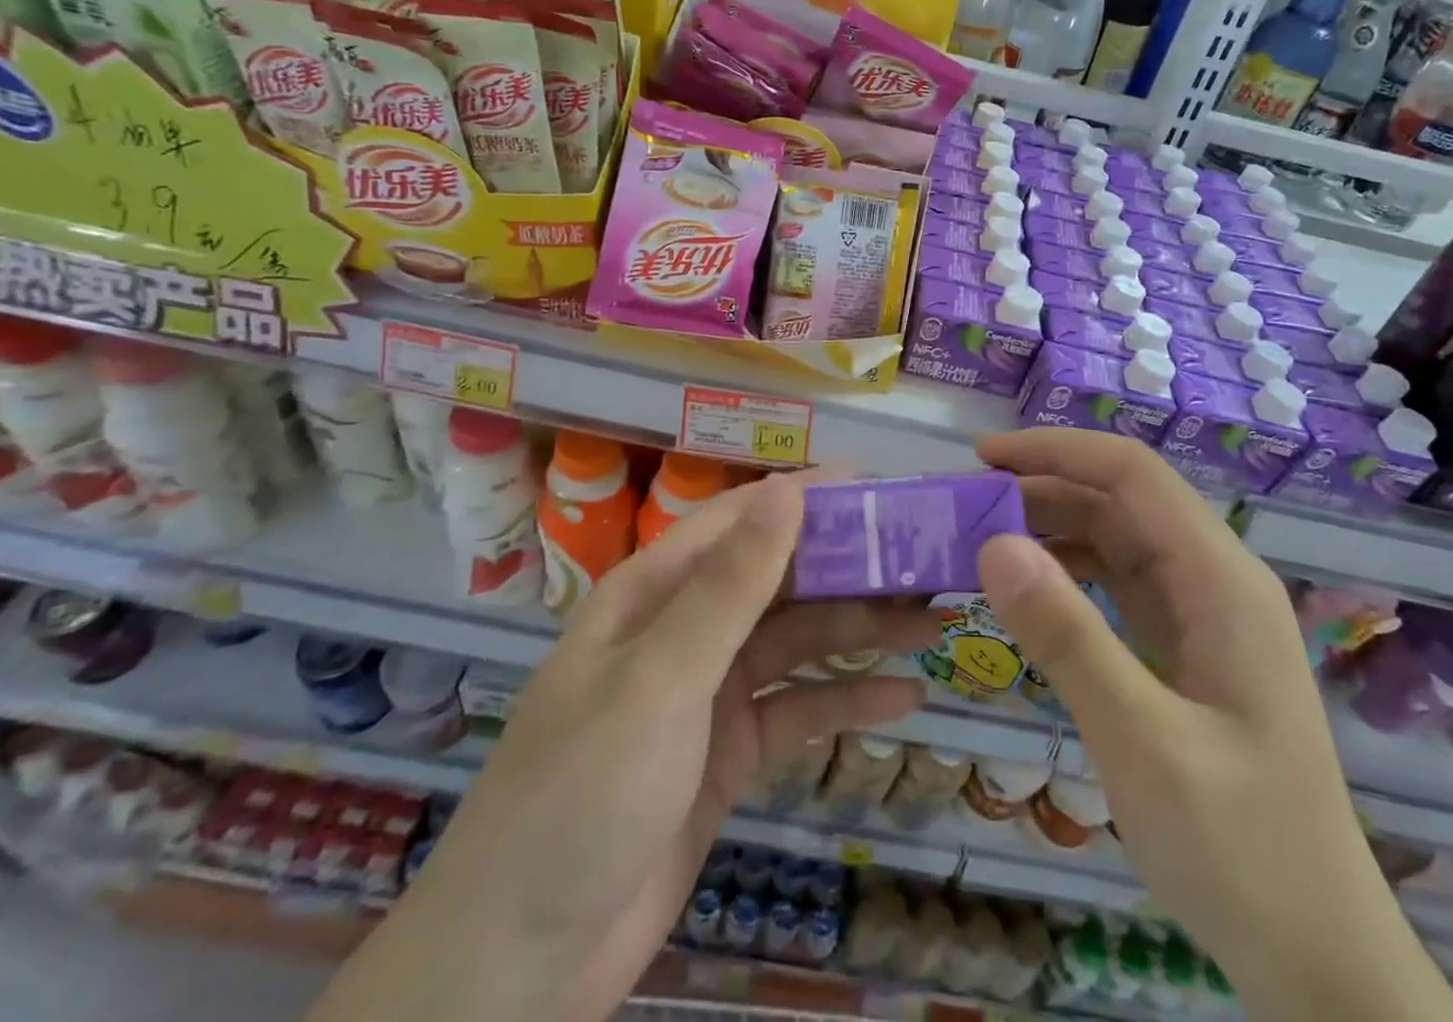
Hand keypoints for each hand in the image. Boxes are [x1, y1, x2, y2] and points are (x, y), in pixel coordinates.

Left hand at [309, 472, 936, 1021]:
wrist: (520, 964)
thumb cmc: (583, 792)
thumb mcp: (661, 678)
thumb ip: (731, 585)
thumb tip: (789, 488)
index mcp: (656, 591)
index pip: (741, 520)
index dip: (807, 497)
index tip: (879, 489)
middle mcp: (686, 628)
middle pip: (779, 580)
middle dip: (849, 569)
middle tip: (926, 562)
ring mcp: (710, 692)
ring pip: (797, 642)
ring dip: (860, 630)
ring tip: (933, 623)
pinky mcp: (729, 752)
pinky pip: (798, 710)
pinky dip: (846, 700)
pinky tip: (903, 699)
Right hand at [974, 429, 1452, 1021]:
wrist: (1318, 958)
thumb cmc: (1241, 849)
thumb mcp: (1142, 742)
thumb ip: (1067, 637)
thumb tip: (993, 543)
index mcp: (1220, 580)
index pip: (1132, 474)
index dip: (1056, 451)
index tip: (982, 458)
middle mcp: (1214, 580)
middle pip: (1120, 500)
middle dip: (1042, 488)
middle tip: (964, 506)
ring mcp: (1200, 615)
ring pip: (1115, 539)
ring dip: (1049, 528)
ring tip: (979, 541)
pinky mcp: (1184, 648)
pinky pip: (1116, 584)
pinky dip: (1065, 573)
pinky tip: (1023, 589)